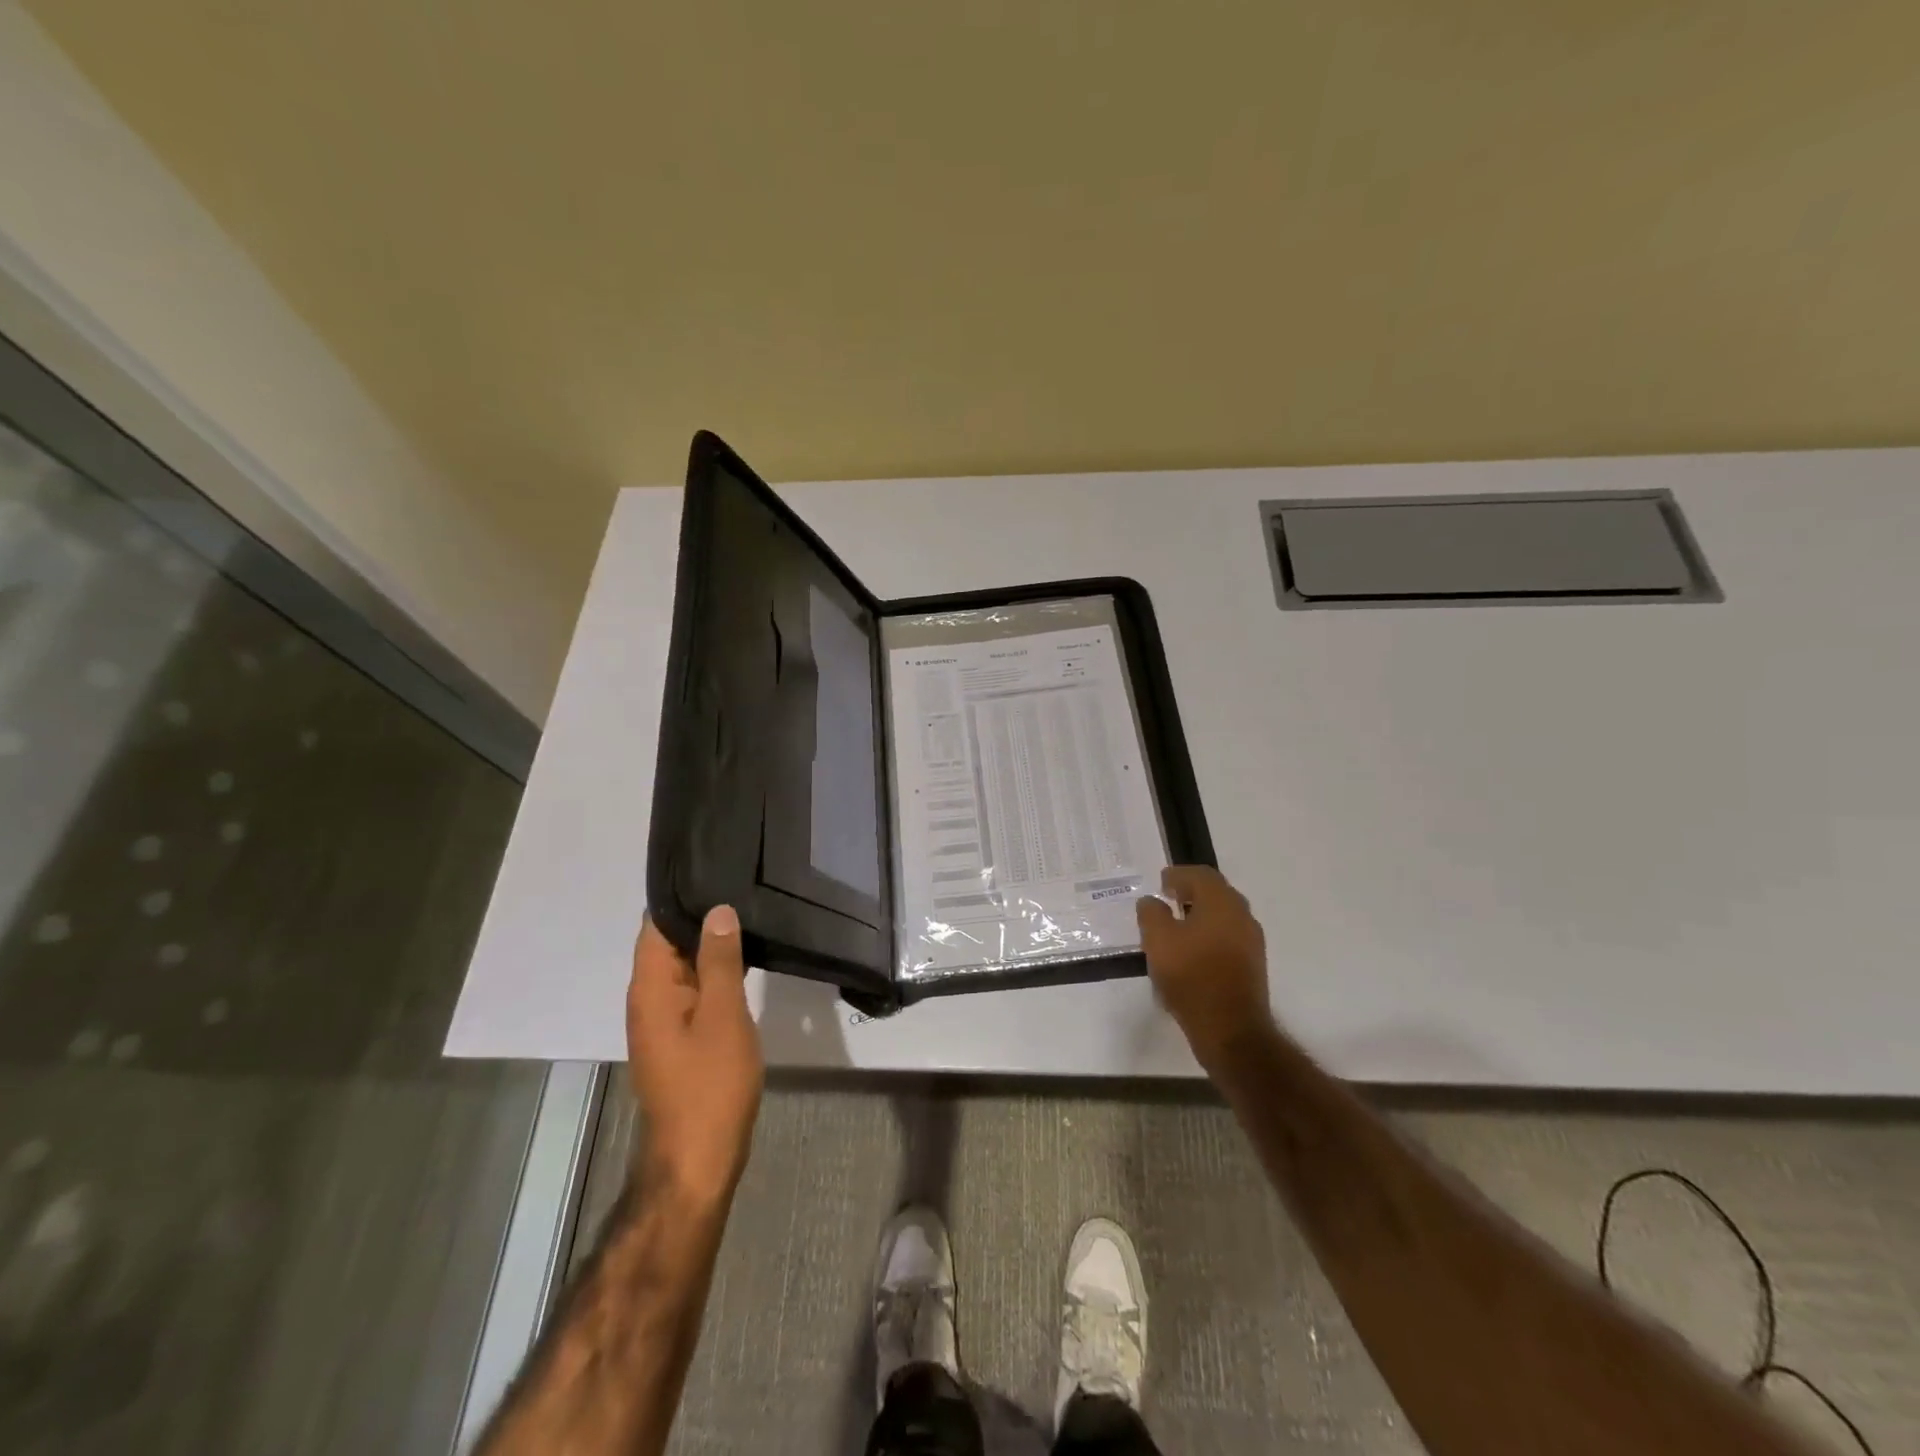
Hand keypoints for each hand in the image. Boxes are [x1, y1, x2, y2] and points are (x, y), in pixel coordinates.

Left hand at [626, 907, 763, 1205]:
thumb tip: (718, 910)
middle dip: (703, 916)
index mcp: (650, 988)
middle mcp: (649, 998)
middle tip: (746, 885)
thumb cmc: (711, 1085)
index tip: (718, 868)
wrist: (699, 1159)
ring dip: (712, 944)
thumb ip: (720, 961)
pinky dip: (716, 972)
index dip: (684, 895)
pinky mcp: (680, 1037)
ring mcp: (664, 1020)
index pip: (656, 924)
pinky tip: (746, 960)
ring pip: (685, 966)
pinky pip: (694, 989)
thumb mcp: (723, 1015)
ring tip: (752, 913)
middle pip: (670, 942)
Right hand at [1137, 866, 1272, 1068]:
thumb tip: (1152, 902)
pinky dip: (1209, 935)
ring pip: (1223, 916)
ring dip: (1200, 915)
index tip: (1161, 883)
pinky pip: (1228, 937)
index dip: (1178, 874)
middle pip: (1216, 893)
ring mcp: (1251, 942)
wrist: (1231, 1030)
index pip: (1201, 874)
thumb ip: (1151, 913)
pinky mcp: (1252, 965)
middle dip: (1191, 892)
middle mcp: (1242, 916)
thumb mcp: (1158, 941)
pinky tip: (1191, 952)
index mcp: (1222, 902)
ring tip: (1176, 928)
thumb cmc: (1191, 977)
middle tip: (1168, 900)